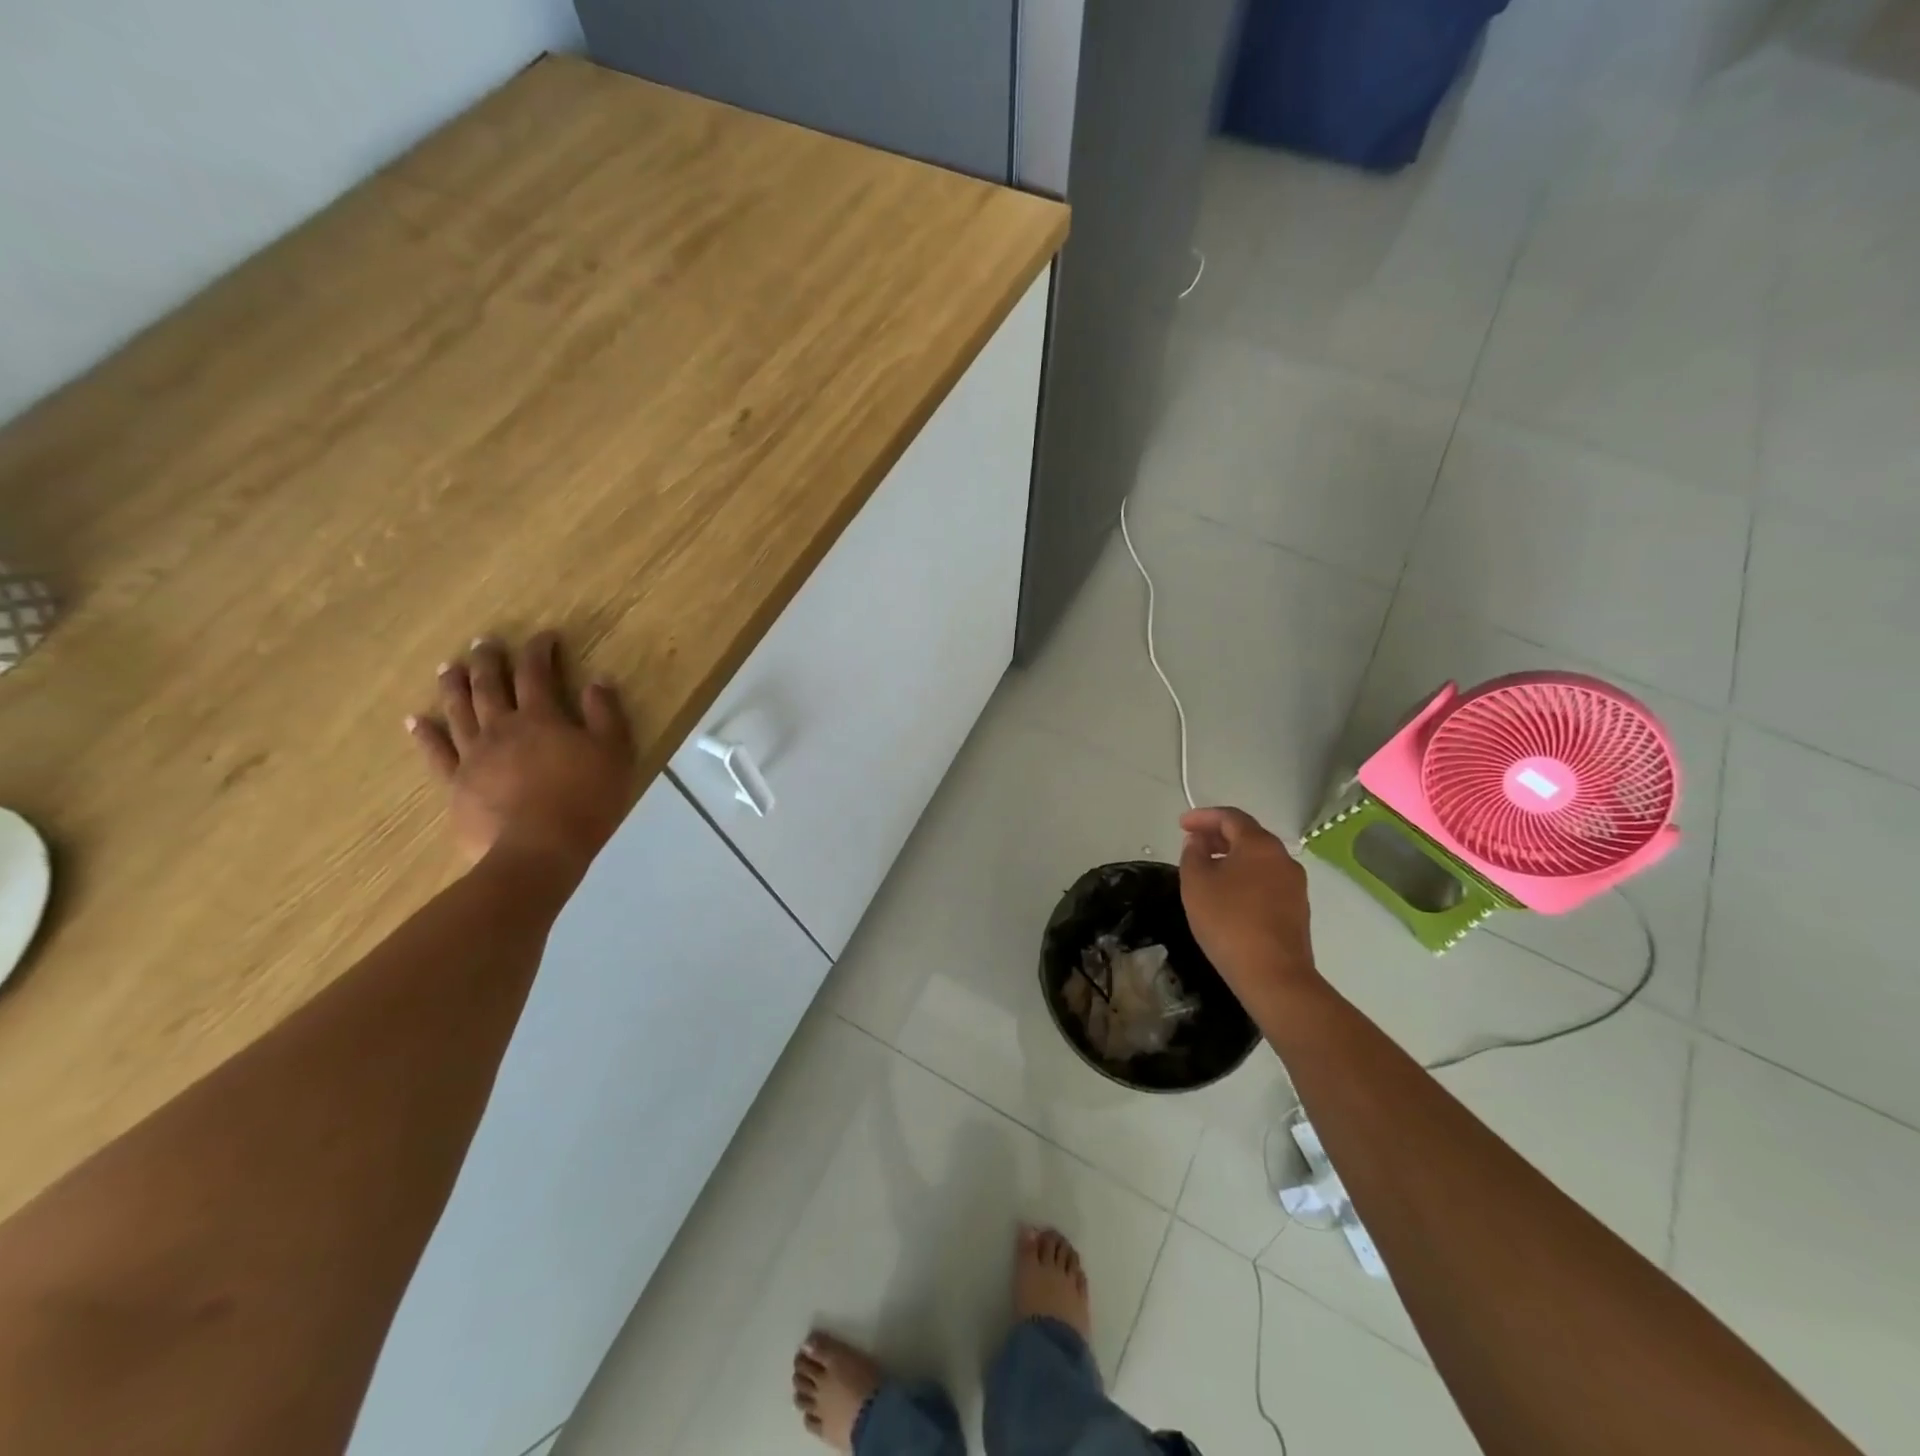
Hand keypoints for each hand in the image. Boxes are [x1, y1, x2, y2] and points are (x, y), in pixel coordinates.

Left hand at [408, 633, 636, 878]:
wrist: (537, 852)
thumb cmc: (585, 801)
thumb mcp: (614, 754)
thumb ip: (605, 715)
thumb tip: (596, 681)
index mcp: (541, 718)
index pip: (537, 673)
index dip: (539, 650)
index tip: (544, 637)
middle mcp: (501, 727)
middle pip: (489, 685)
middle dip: (488, 660)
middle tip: (483, 643)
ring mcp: (473, 755)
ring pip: (457, 711)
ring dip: (452, 686)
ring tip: (447, 667)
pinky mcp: (456, 784)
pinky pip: (436, 753)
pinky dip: (424, 734)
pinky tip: (415, 721)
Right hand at [1178, 806, 1318, 1007]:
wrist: (1273, 975)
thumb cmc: (1228, 921)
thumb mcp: (1196, 883)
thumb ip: (1193, 854)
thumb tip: (1199, 842)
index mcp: (1260, 845)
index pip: (1231, 817)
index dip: (1203, 817)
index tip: (1181, 824)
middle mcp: (1283, 858)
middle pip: (1248, 836)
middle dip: (1218, 836)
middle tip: (1192, 844)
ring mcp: (1295, 885)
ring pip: (1258, 860)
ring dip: (1231, 858)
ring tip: (1206, 870)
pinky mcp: (1297, 910)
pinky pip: (1266, 881)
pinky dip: (1245, 878)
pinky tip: (1228, 896)